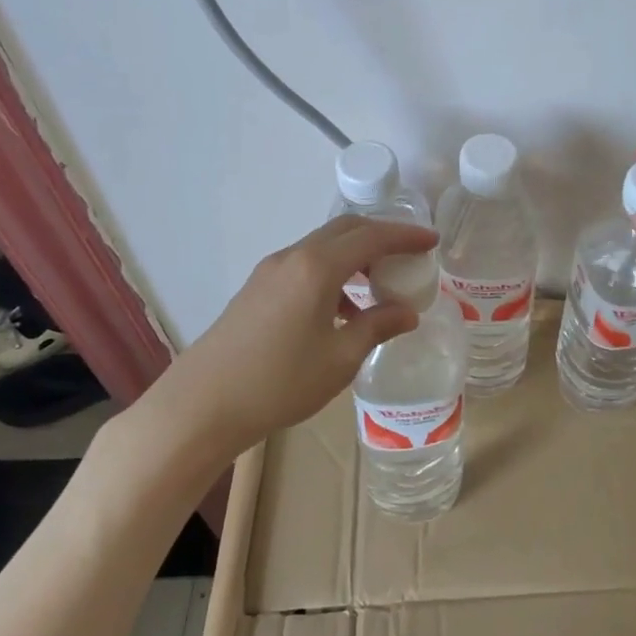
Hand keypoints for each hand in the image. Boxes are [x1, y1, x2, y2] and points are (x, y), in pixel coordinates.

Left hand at [129, 215, 439, 458]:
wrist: (202, 405)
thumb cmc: (280, 382)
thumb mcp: (340, 358)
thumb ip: (377, 327)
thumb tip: (406, 312)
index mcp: (317, 268)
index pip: (371, 237)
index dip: (405, 236)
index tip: (432, 241)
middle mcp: (292, 258)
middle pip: (344, 230)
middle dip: (381, 236)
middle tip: (409, 256)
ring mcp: (270, 271)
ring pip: (322, 247)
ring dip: (355, 256)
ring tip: (379, 287)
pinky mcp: (257, 289)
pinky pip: (305, 266)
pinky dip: (332, 273)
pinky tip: (343, 310)